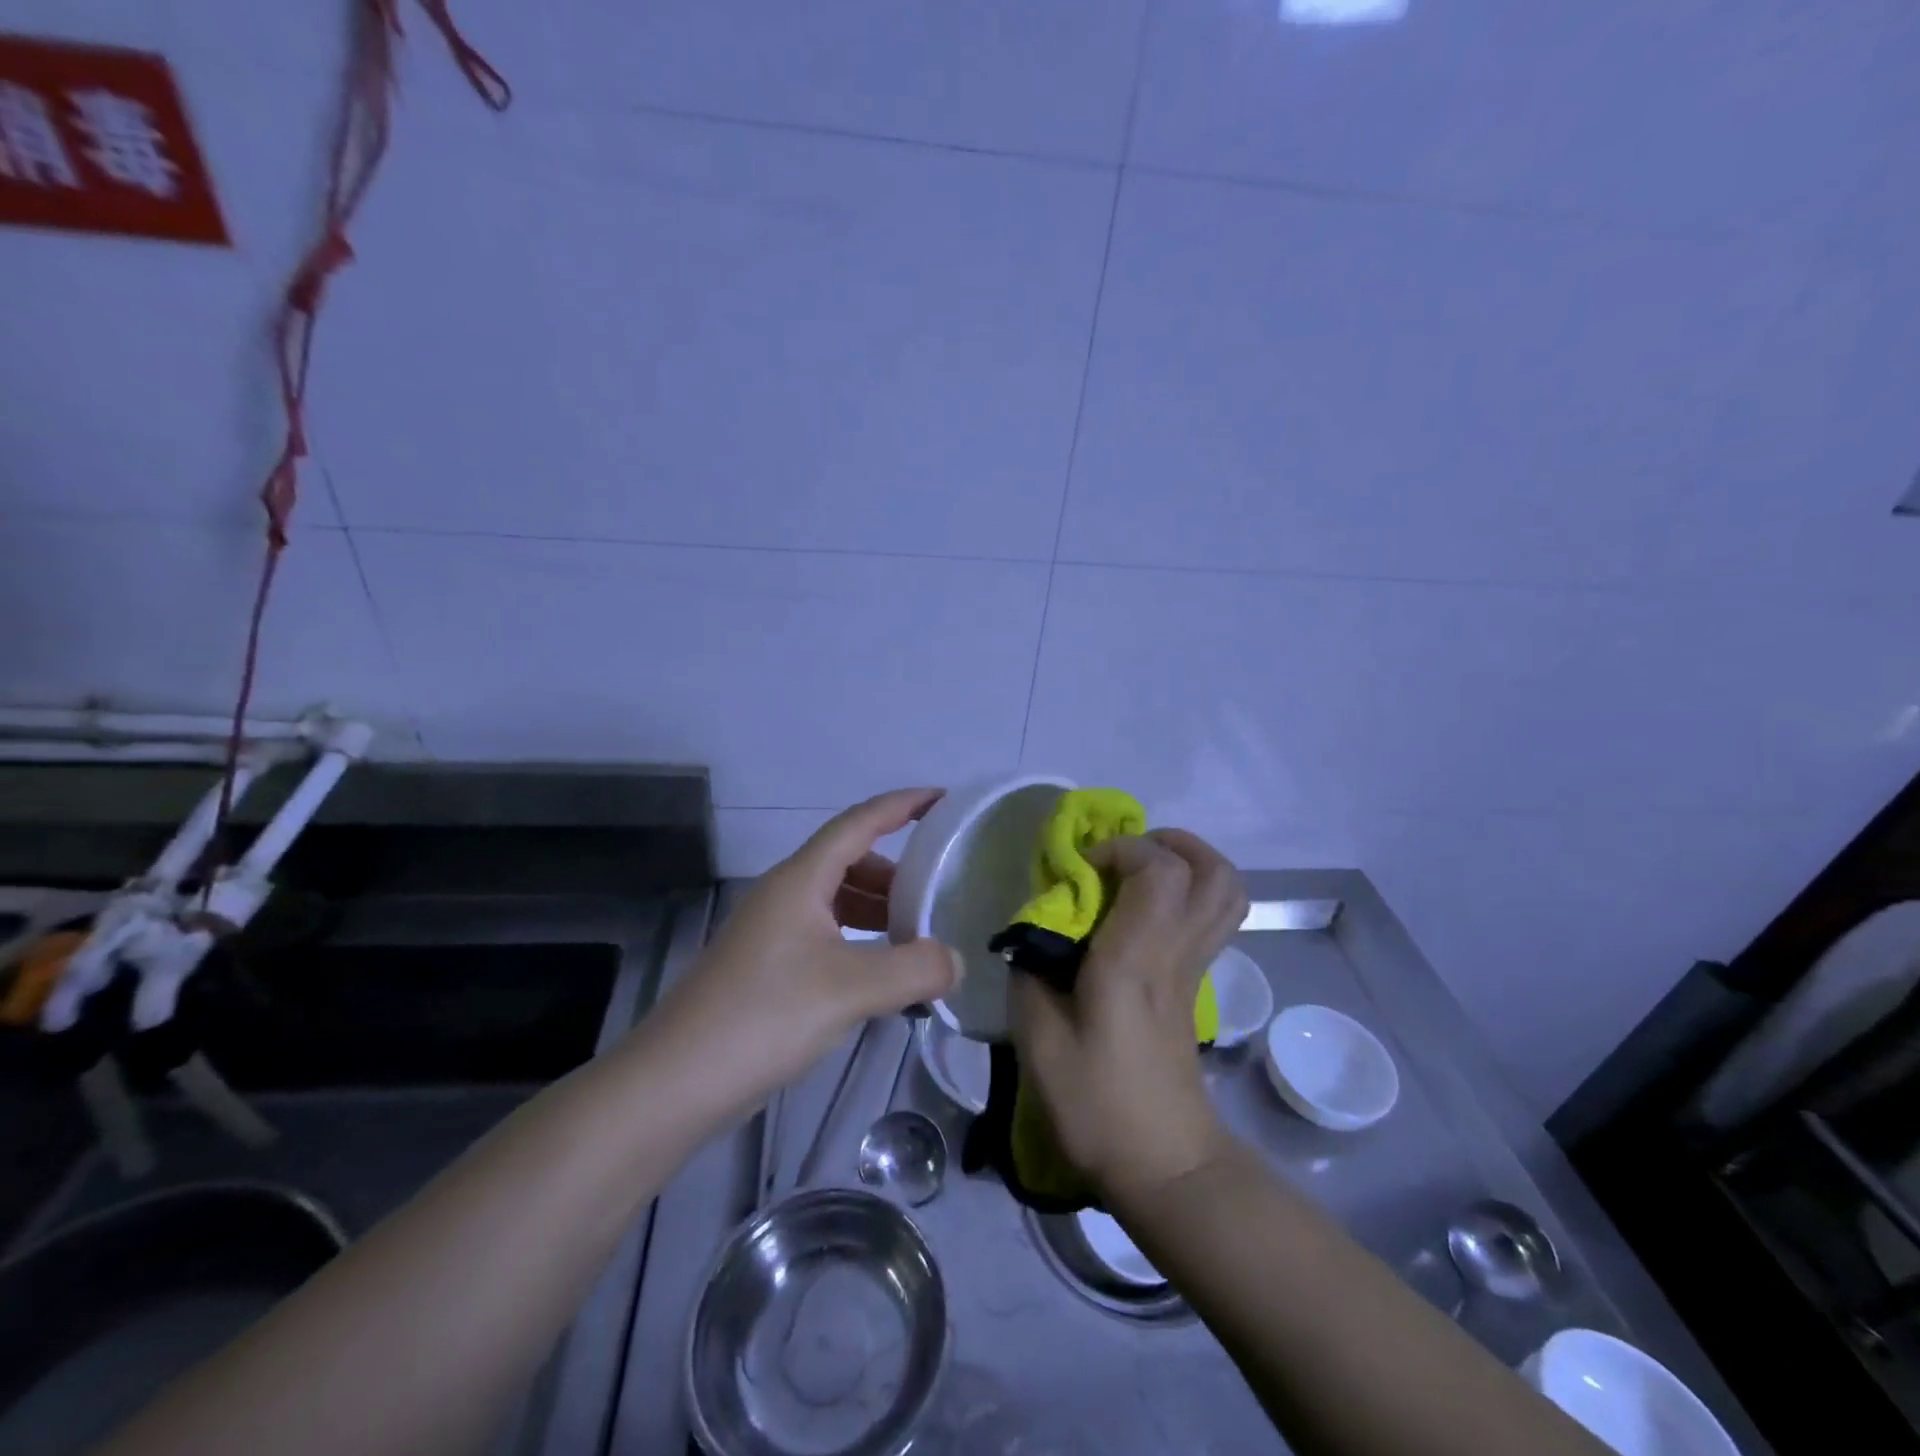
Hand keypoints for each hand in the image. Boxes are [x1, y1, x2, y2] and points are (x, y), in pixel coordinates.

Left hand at [654, 788, 963, 1109]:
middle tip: (937, 893)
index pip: (860, 822)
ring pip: (836, 899)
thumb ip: (915, 969)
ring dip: (877, 908)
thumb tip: (956, 960)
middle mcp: (785, 894)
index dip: (903, 805)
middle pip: (849, 860)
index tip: (943, 799)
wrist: (676, 1081)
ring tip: (916, 938)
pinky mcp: (767, 966)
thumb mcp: (851, 990)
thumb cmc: (764, 1016)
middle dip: (896, 870)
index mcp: (801, 880)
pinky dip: (859, 940)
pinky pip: (825, 933)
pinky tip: (878, 975)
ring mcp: (771, 931)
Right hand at [1011, 829, 1247, 1203]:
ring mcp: (1197, 969)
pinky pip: (1212, 918)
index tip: (1081, 869)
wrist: (1164, 1165)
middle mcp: (1177, 953)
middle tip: (1123, 854)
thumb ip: (1031, 970)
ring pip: (1227, 892)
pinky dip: (1188, 894)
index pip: (1160, 870)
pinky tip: (1144, 912)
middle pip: (1214, 871)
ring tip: (1139, 871)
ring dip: (1188, 864)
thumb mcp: (1039, 1040)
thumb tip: (1035, 930)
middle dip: (1170, 843)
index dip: (1122, 849)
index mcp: (1136, 960)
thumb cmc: (1096, 1104)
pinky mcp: (1198, 985)